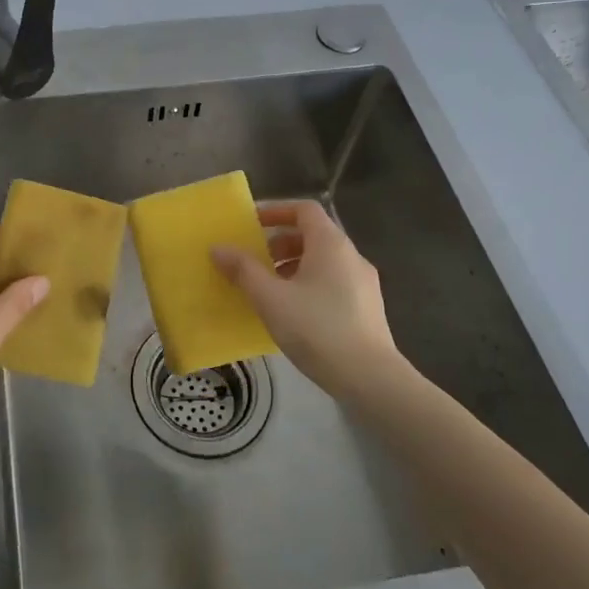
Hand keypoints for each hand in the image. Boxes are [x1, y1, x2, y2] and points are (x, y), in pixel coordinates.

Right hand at [211, 201, 406, 401]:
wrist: (370, 378)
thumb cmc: (317, 328)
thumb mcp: (270, 298)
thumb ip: (243, 270)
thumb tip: (218, 248)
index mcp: (331, 244)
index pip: (304, 210)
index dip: (276, 211)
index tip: (252, 225)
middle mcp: (351, 256)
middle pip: (313, 235)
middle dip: (280, 243)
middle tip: (255, 261)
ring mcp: (364, 283)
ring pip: (323, 261)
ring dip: (293, 266)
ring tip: (269, 290)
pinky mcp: (368, 308)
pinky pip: (333, 282)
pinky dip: (309, 285)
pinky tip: (293, 313)